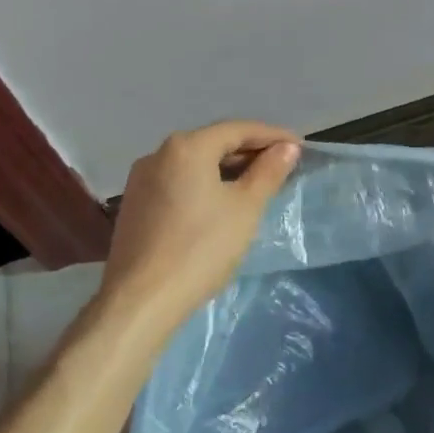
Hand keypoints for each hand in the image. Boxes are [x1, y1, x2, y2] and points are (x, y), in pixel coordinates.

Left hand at [100, 121, 300, 329]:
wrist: (139, 303)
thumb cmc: (200, 249)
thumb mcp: (245, 208)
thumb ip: (268, 172)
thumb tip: (287, 148)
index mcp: (187, 146)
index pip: (238, 129)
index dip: (272, 136)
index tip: (299, 147)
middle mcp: (159, 153)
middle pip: (214, 142)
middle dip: (249, 152)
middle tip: (281, 166)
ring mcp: (142, 179)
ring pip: (194, 163)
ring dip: (226, 168)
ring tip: (255, 184)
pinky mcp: (134, 205)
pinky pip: (178, 182)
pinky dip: (203, 184)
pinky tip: (219, 203)